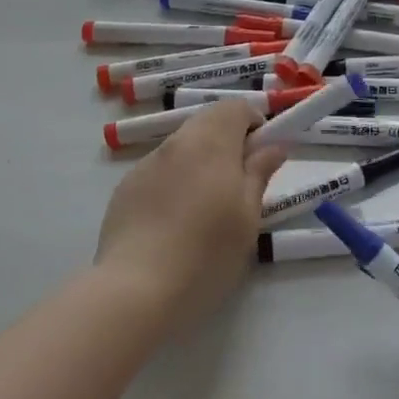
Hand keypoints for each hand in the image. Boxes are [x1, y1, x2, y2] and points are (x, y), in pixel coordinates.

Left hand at [94, 100, 287, 332]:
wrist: (135, 291)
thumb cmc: (206, 254)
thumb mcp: (247, 217)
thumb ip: (259, 174)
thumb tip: (273, 146)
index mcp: (211, 142)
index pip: (235, 107)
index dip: (253, 123)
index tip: (261, 155)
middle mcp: (177, 143)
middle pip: (207, 122)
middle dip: (227, 141)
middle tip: (238, 183)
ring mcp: (146, 164)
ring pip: (182, 146)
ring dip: (200, 161)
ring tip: (205, 208)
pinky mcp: (125, 188)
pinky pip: (159, 170)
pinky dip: (174, 181)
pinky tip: (173, 222)